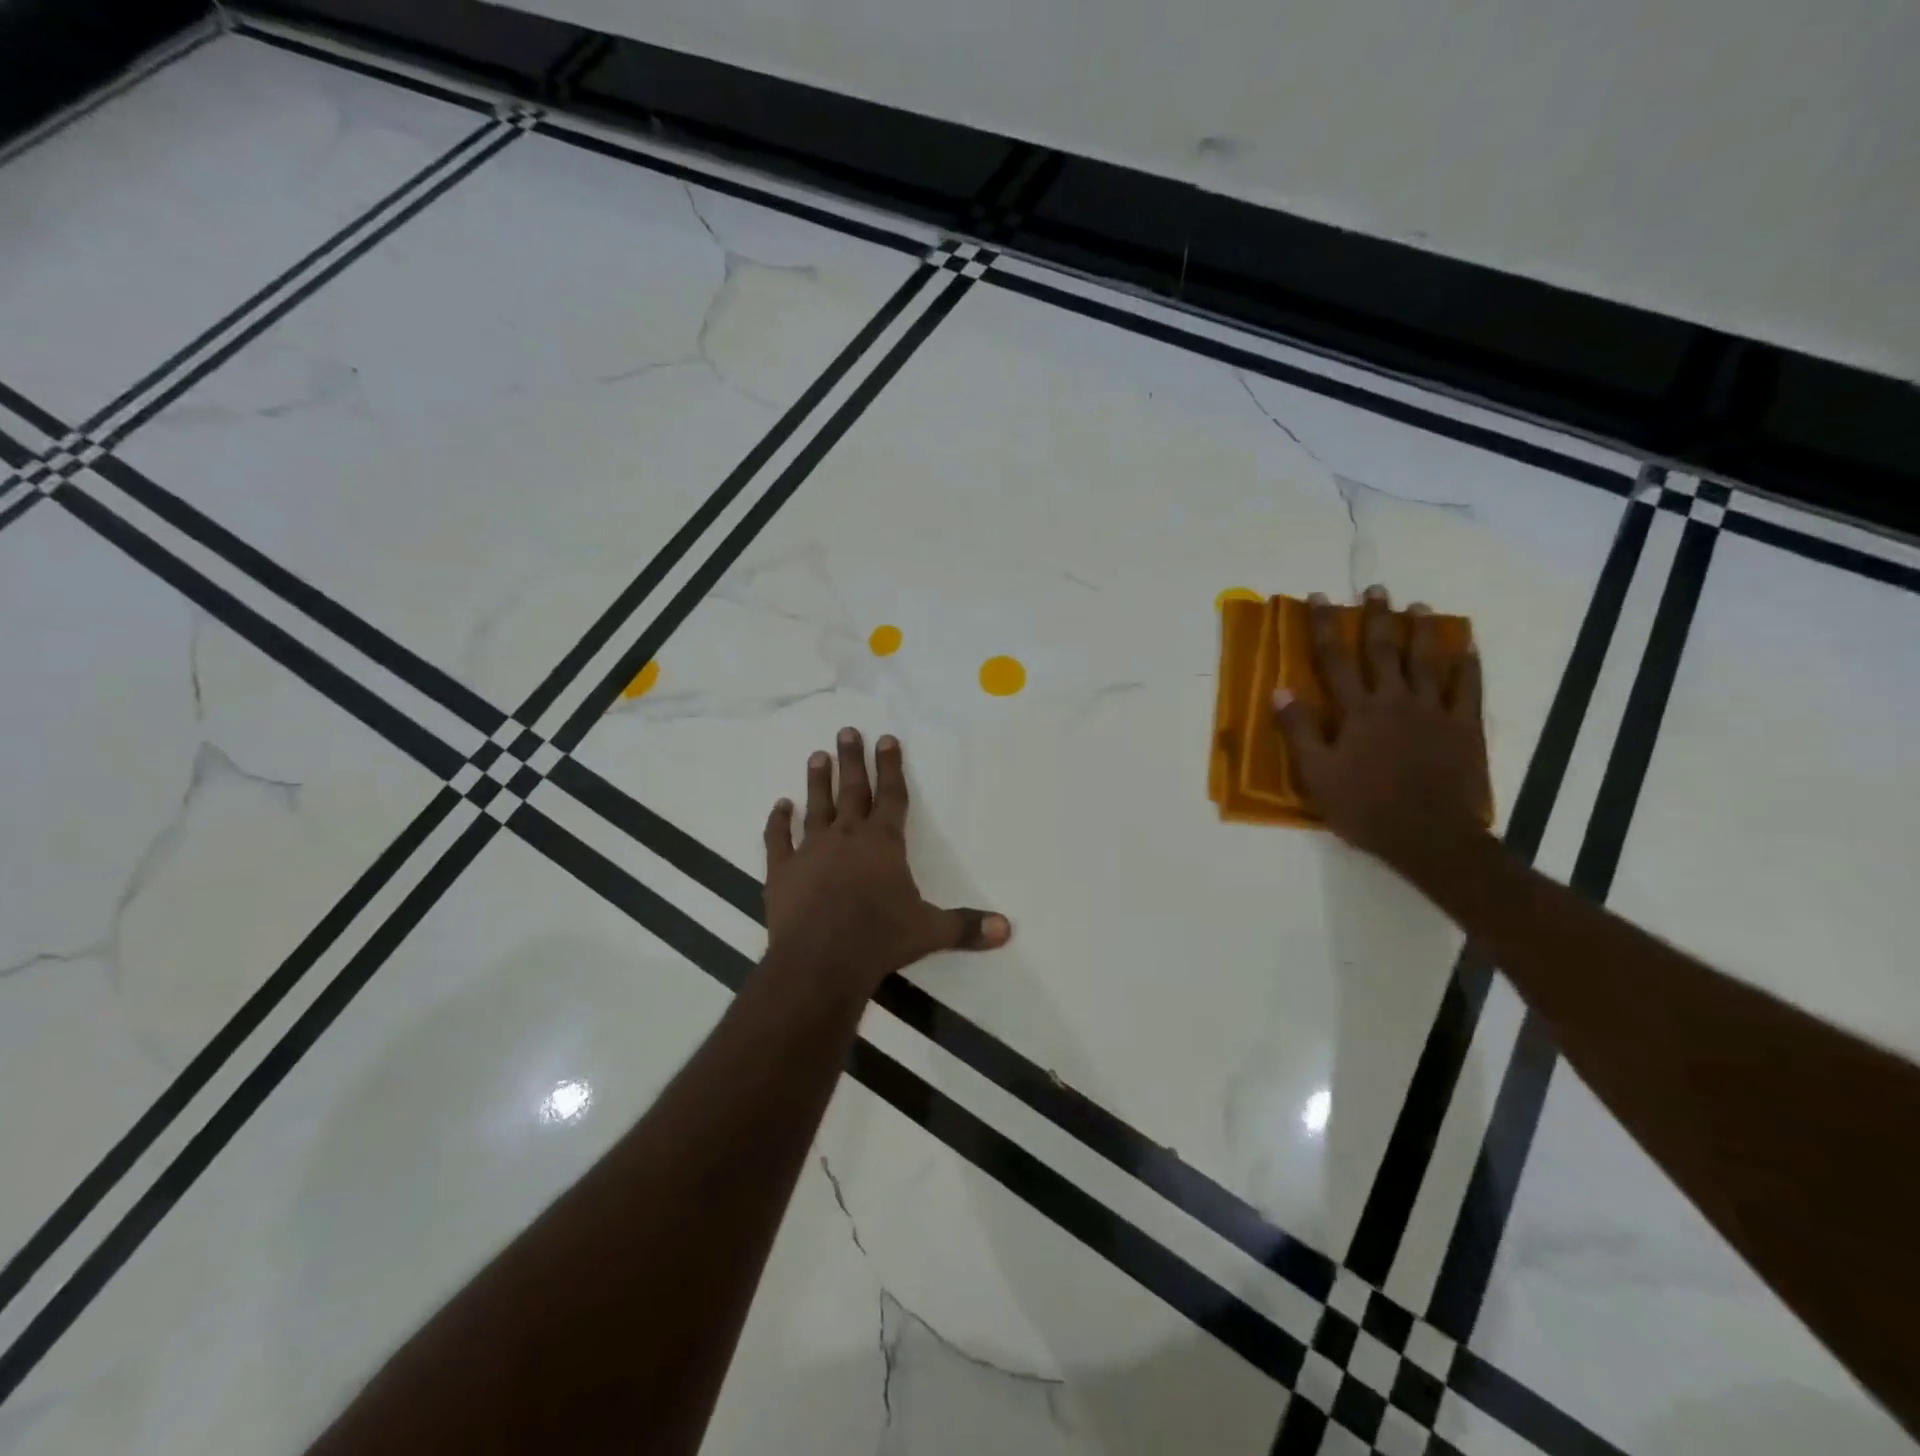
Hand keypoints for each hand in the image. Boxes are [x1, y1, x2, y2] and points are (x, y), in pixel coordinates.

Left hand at [763, 728, 1010, 996]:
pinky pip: (778, 839)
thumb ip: (966, 926)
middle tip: (847, 731)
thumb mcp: (929, 931)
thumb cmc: (879, 939)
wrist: (819, 961)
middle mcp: (846, 837)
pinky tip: (779, 806)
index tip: (887, 738)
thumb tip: (1007, 929)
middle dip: (853, 759)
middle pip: (852, 790)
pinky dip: (778, 821)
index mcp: (883, 843)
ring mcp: (810, 851)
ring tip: (818, 756)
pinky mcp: (782, 871)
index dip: (891, 766)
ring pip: (816, 806)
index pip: (892, 795)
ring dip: (817, 781)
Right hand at [1273, 585, 1488, 875]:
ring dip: (1423, 631)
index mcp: (1358, 711)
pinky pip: (1468, 688)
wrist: (1429, 837)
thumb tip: (1280, 690)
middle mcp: (1395, 700)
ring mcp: (1434, 711)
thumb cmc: (1365, 807)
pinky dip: (1468, 665)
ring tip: (1419, 606)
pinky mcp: (1464, 727)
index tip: (1318, 598)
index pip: (1335, 659)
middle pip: (1384, 650)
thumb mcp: (1317, 775)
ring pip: (1428, 661)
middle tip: (1376, 589)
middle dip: (1377, 617)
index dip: (1325, 626)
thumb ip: (1299, 731)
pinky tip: (1468, 647)